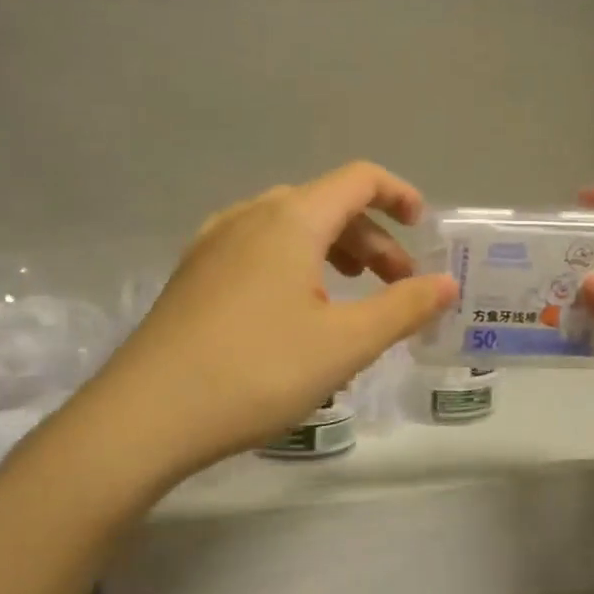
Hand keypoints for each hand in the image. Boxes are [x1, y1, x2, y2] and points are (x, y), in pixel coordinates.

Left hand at [92, 162, 456, 475]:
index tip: (422, 230)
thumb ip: (403, 307)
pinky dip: (294, 265)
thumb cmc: (257, 371)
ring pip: (288, 228)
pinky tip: (294, 312)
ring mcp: (212, 244)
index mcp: (290, 218)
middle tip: (396, 286)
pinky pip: (257, 251)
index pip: (358, 179)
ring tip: (350, 298)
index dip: (399, 195)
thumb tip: (446, 284)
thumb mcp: (345, 344)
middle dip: (371, 239)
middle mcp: (248, 216)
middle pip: (325, 205)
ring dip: (332, 252)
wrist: (146, 414)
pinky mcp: (192, 275)